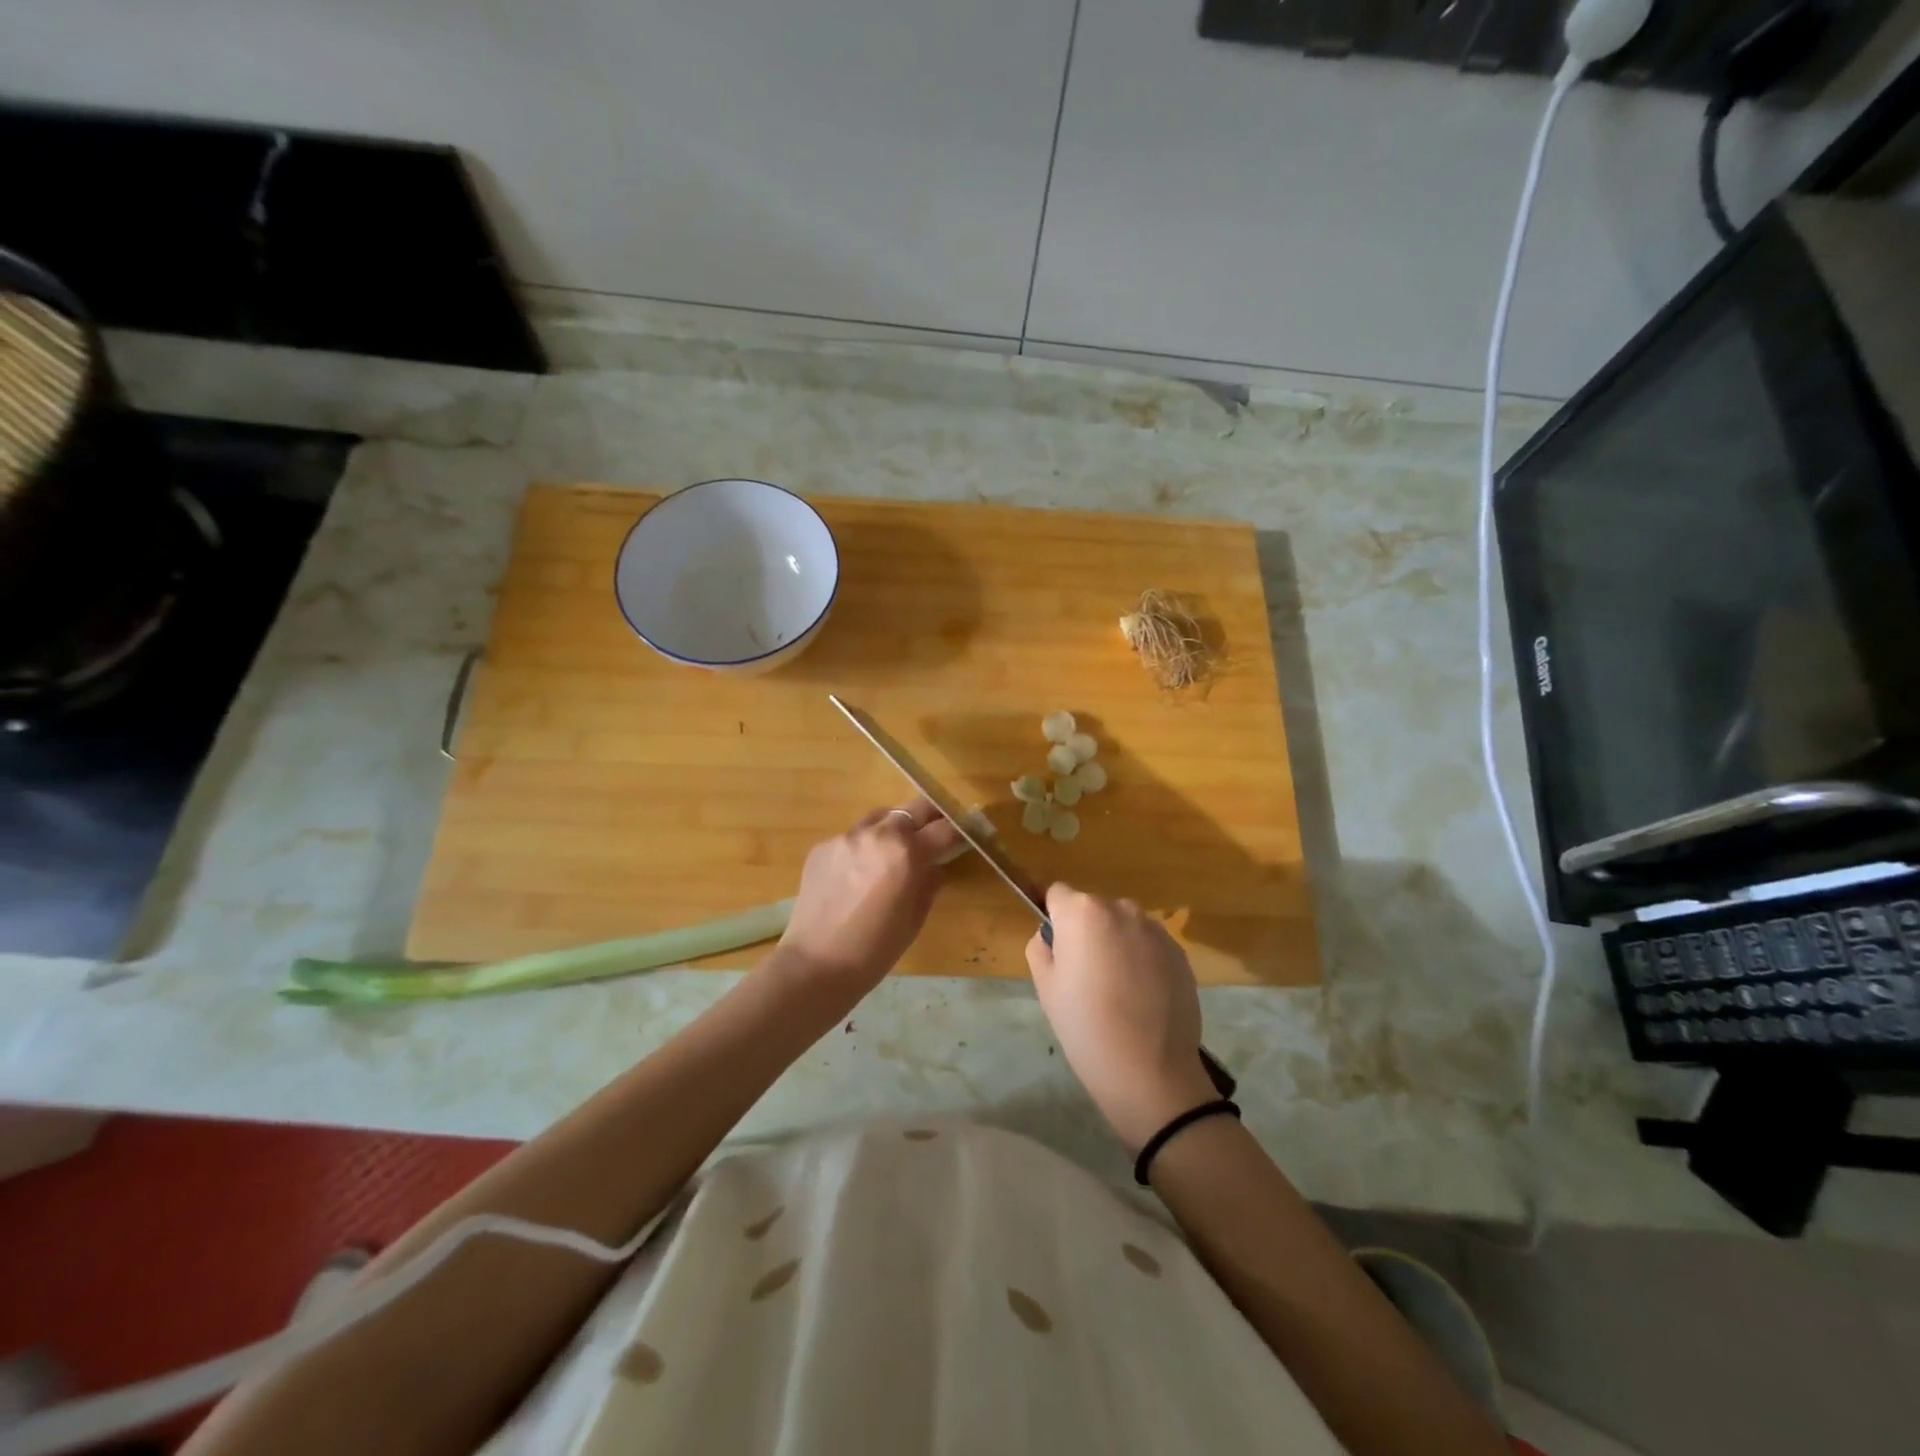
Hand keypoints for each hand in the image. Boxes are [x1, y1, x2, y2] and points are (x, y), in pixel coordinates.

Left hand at [772, 798, 960, 998]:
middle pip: (913, 808)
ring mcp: (846, 837)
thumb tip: (935, 865)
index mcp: (906, 853)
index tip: (967, 830)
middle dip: (929, 816)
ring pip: (880, 817)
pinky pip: (852, 837)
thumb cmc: (875, 950)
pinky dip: (863, 847)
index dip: (960, 829)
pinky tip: (858, 874)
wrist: (816, 964)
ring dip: (894, 827)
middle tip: (936, 829)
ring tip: (893, 850)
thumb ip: (929, 883)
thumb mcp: (914, 919)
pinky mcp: (822, 846)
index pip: (944, 828)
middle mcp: (877, 834)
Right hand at [1026, 885, 1215, 1149]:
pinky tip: (1142, 998)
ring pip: (1123, 926)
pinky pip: (1149, 945)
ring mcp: (1155, 930)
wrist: (1151, 1071)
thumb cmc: (1086, 1027)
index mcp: (1082, 911)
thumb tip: (1052, 936)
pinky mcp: (1179, 952)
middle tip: (1084, 976)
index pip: (1057, 894)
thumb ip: (1041, 947)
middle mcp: (1121, 908)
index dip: (1053, 918)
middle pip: (1093, 909)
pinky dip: (1142, 960)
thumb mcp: (1046, 987)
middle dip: (1086, 931)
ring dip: (1116, 944)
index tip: (1056, 950)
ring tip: (1117, 990)